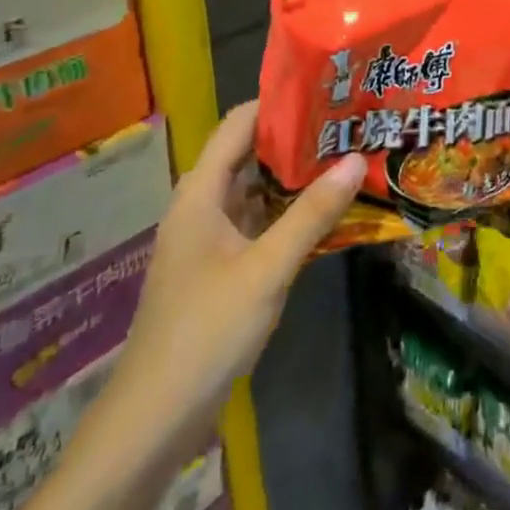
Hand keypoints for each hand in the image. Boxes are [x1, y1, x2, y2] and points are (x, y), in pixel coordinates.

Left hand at [97, 100, 366, 464]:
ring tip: (347, 158)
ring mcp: (211, 239)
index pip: (240, 124)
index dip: (279, 103)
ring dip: (296, 177)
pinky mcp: (221, 268)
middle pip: (249, 154)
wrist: (154, 418)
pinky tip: (327, 212)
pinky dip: (289, 213)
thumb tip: (355, 158)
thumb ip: (311, 213)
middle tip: (349, 125)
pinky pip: (259, 223)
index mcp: (201, 193)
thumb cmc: (205, 331)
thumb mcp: (267, 268)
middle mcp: (203, 206)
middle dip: (296, 139)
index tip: (327, 91)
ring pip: (257, 191)